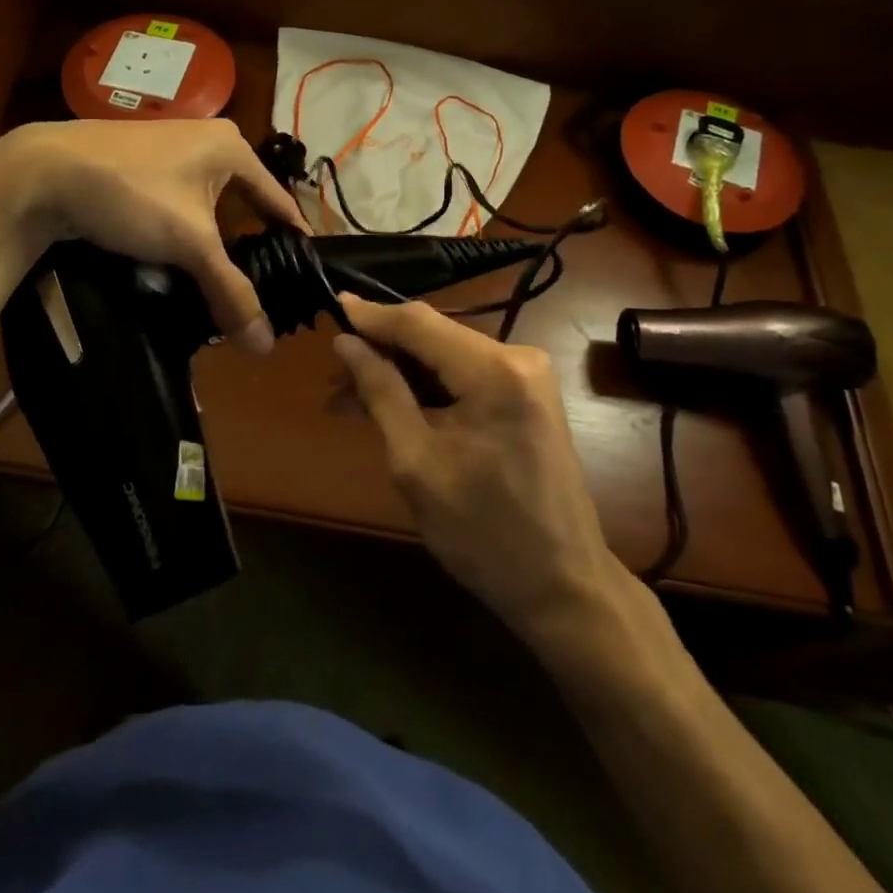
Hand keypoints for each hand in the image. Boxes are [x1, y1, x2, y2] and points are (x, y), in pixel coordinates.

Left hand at [0, 119, 308, 352]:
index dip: (293, 237)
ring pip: (208, 205)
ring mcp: (170, 149)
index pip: (278, 198)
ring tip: (222, 282)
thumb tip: (265, 348)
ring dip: (214, 242)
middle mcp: (207, 140)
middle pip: (243, 203)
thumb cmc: (132, 194)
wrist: (42, 174)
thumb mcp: (190, 244)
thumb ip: (230, 291)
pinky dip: (185, 231)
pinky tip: (180, 260)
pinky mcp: (140, 164)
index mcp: (232, 147)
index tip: (304, 273)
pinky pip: (179, 202)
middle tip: (263, 287)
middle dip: (251, 245)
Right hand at [331, 295, 625, 645]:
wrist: (563, 586)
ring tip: (350, 399)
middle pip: (432, 335)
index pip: (419, 323)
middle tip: (331, 376)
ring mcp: (527, 376)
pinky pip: (463, 376)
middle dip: (380, 351)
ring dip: (399, 373)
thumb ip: (381, 393)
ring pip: (444, 355)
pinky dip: (426, 388)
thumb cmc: (484, 533)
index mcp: (495, 372)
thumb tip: (346, 343)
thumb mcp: (417, 464)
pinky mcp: (526, 395)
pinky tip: (391, 406)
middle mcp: (518, 357)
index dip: (370, 316)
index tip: (329, 307)